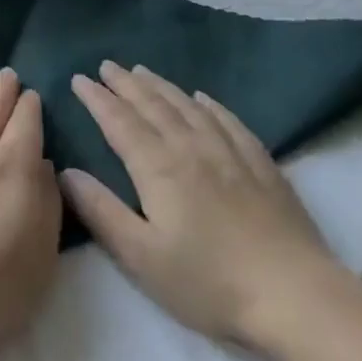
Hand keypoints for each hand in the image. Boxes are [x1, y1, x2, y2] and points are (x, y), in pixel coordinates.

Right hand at [62, 61, 341, 346]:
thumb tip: (65, 172)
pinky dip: (209, 105)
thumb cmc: (210, 283)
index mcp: (158, 168)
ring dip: (161, 86)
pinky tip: (202, 98)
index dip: (98, 99)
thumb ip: (101, 212)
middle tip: (106, 65)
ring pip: (187, 107)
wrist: (295, 295)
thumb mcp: (143, 257)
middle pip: (152, 106)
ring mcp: (229, 152)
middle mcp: (191, 147)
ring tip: (142, 71)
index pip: (119, 122)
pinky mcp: (261, 164)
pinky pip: (228, 121)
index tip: (79, 79)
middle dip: (125, 84)